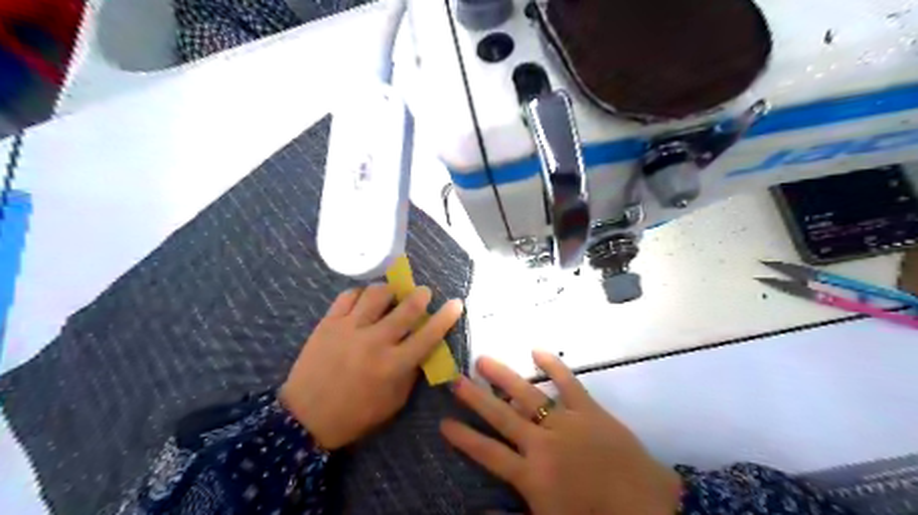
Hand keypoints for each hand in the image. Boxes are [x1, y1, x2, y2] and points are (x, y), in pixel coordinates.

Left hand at [280, 284, 463, 447]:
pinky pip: (348, 296)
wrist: (305, 418)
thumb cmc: (355, 415)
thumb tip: (423, 348)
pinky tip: (364, 300)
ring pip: (376, 294)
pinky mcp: (328, 323)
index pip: (428, 335)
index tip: (456, 303)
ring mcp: (349, 329)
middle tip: (423, 292)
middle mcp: (375, 341)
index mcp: (394, 365)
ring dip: (390, 290)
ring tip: (392, 294)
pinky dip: (361, 294)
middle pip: (406, 308)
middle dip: (420, 295)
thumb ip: (411, 373)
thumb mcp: (394, 402)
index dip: (446, 317)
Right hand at [436, 351, 678, 514]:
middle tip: (456, 379)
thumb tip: (477, 511)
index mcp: (531, 475)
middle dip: (476, 398)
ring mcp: (565, 422)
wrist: (646, 509)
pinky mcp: (589, 410)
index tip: (444, 422)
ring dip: (504, 377)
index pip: (488, 453)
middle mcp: (542, 443)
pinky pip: (568, 383)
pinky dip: (554, 366)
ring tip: (482, 360)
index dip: (465, 438)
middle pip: (502, 417)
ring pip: (528, 395)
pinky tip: (537, 351)